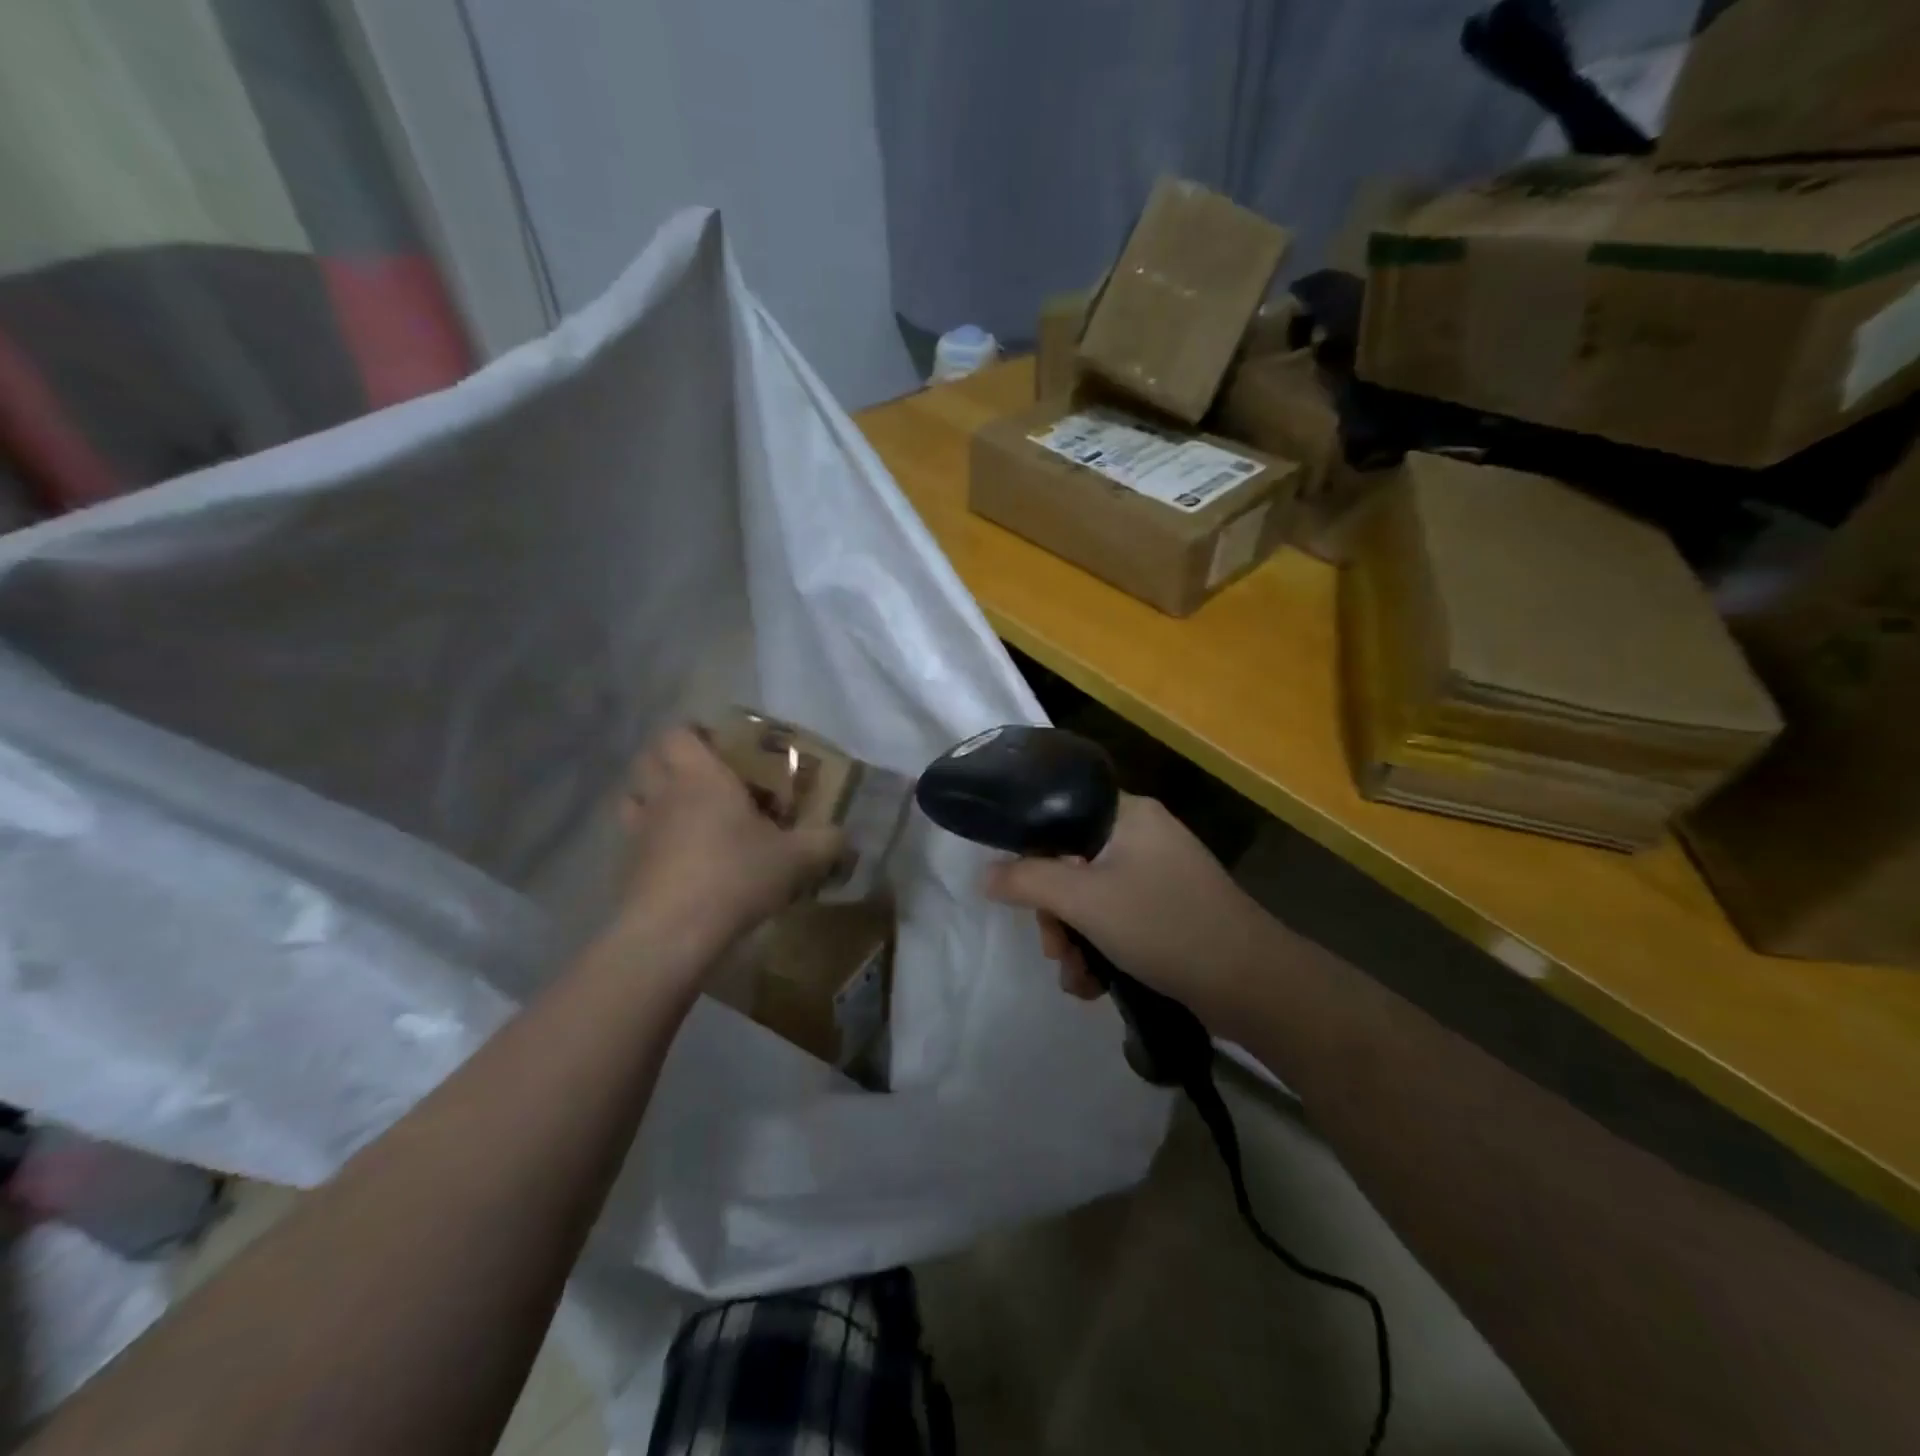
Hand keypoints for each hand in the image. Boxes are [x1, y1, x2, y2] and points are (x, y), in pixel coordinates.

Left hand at [615, 726, 843, 953]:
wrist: (673, 932)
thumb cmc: (736, 875)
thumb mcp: (796, 859)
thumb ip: (825, 842)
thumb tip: (844, 836)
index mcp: (700, 776)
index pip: (679, 733)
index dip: (695, 734)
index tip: (719, 747)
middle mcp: (663, 794)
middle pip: (648, 759)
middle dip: (670, 761)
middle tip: (704, 778)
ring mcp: (638, 831)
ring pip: (633, 798)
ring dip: (652, 798)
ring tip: (683, 816)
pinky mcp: (626, 867)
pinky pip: (633, 840)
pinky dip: (649, 842)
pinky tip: (677, 861)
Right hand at [983, 794, 1281, 1034]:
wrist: (1252, 985)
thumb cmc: (1164, 925)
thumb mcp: (1085, 900)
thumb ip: (1027, 881)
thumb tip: (983, 873)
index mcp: (1129, 814)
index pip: (1060, 815)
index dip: (1033, 853)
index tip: (1022, 893)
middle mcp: (1143, 837)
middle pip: (1071, 864)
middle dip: (1055, 914)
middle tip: (1054, 948)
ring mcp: (1159, 877)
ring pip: (1091, 899)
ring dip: (1074, 940)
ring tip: (1077, 978)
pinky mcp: (1168, 913)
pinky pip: (1117, 921)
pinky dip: (1101, 951)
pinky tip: (1095, 986)